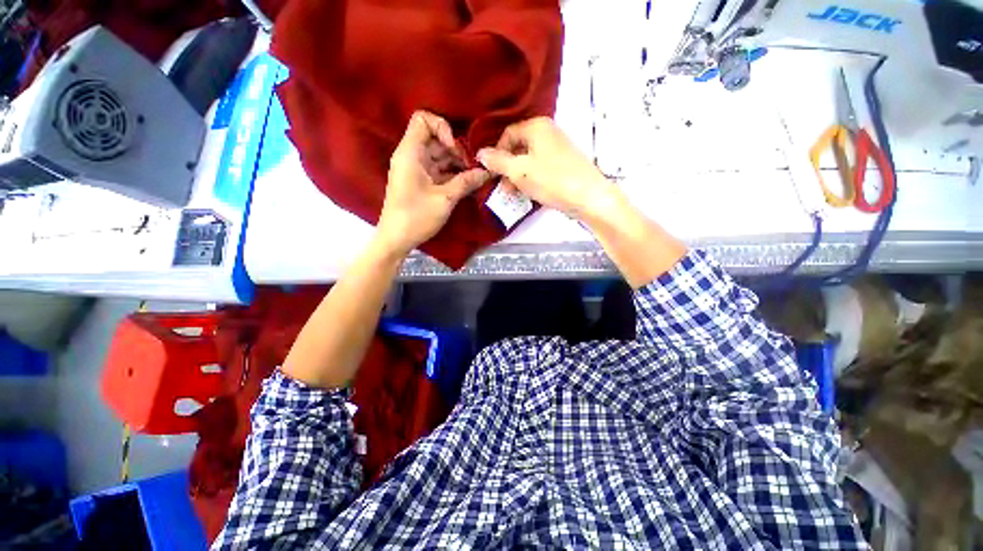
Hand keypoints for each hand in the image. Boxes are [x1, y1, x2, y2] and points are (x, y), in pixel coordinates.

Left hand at [377, 111, 490, 256]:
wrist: (397, 239)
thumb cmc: (416, 216)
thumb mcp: (445, 199)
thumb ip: (466, 182)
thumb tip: (487, 172)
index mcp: (410, 153)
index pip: (423, 120)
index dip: (442, 128)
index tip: (456, 148)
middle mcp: (411, 156)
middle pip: (435, 139)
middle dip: (456, 149)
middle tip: (473, 166)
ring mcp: (416, 170)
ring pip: (439, 156)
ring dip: (457, 163)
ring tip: (474, 175)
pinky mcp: (421, 182)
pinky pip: (438, 170)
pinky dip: (452, 174)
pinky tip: (467, 182)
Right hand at [476, 117, 611, 220]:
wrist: (589, 197)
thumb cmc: (552, 180)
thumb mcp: (519, 171)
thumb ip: (497, 162)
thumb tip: (480, 154)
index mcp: (537, 126)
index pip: (507, 134)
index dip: (496, 154)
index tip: (491, 173)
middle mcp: (548, 133)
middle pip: (518, 147)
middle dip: (506, 168)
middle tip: (501, 187)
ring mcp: (557, 149)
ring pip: (528, 160)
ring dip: (516, 176)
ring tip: (513, 193)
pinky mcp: (563, 164)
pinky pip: (539, 168)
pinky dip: (530, 179)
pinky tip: (527, 193)